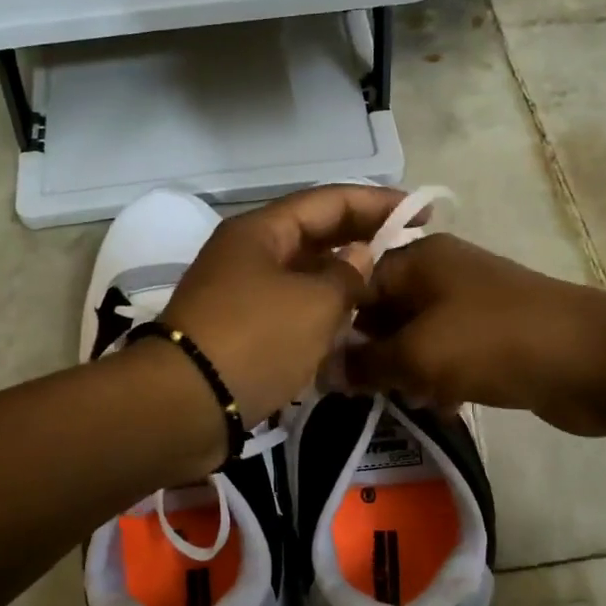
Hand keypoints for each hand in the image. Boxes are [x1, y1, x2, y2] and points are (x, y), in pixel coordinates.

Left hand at [163, 184, 406, 426]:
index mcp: (261, 231)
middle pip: (313, 236)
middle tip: (407, 250)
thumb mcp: (314, 304)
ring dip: (341, 281)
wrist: (186, 404)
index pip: (328, 201)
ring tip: (385, 291)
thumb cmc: (255, 340)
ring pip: (302, 276)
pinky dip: (319, 315)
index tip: (419, 214)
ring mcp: (239, 293)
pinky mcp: (238, 330)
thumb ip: (347, 275)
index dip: (376, 203)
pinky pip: (289, 310)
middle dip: (360, 241)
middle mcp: (247, 254)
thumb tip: (359, 257)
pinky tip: (349, 330)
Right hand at [345, 234, 605, 435]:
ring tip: (399, 400)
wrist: (593, 360)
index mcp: (418, 258)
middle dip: (370, 353)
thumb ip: (365, 363)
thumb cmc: (495, 343)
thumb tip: (322, 372)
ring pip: (415, 338)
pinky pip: (448, 356)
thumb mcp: (418, 353)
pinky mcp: (492, 337)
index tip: (318, 366)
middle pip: (384, 312)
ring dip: (404, 370)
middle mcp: (441, 274)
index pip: (355, 283)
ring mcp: (470, 305)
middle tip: (356, 392)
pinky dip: (438, 379)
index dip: (334, 324)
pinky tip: (439, 406)